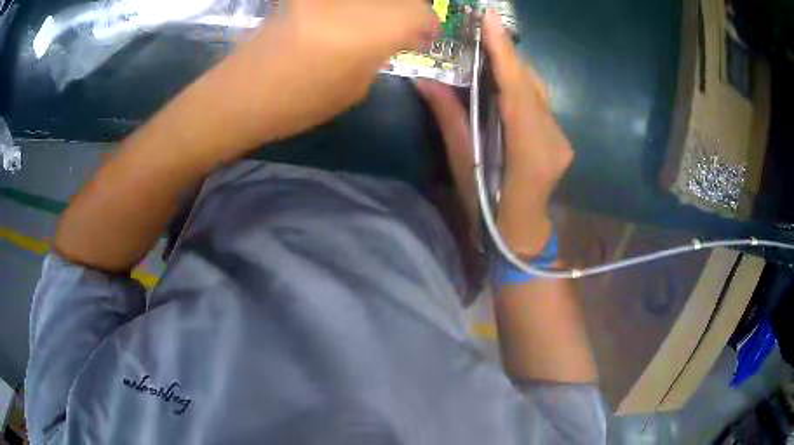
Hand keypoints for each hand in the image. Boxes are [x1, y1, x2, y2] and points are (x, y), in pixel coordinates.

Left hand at [221, 0, 438, 143]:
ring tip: (375, 24)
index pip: (421, 12)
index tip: (424, 38)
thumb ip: (381, 53)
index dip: (428, 25)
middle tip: (405, 27)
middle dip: (409, 10)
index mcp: (371, 30)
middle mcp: (353, 2)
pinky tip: (348, 19)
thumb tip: (395, 36)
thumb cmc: (299, 102)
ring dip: (382, 8)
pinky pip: (344, 2)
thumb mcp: (355, 86)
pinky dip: (355, 8)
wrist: (242, 93)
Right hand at [417, 11, 572, 256]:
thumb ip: (449, 119)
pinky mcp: (563, 139)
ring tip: (492, 51)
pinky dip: (523, 86)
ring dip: (515, 68)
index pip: (517, 90)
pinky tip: (507, 81)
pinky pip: (542, 102)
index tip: (490, 19)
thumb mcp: (463, 165)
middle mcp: (553, 140)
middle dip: (507, 54)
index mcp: (527, 151)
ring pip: (539, 90)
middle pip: (531, 85)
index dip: (504, 52)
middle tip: (485, 29)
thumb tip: (425, 81)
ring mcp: (562, 139)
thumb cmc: (487, 208)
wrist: (521, 232)